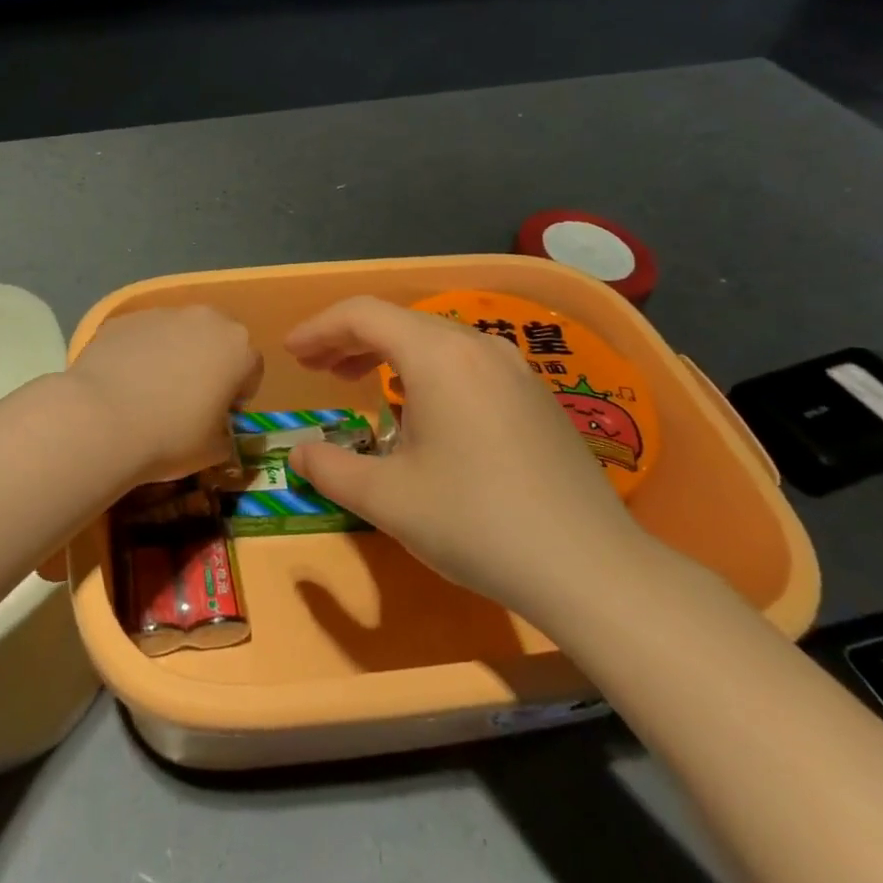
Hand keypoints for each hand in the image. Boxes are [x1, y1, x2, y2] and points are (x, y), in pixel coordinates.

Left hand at [67, 306, 262, 481]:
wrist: (101, 420)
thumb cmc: (170, 437)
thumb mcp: (214, 450)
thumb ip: (225, 434)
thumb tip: (217, 431)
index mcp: (237, 347)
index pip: (251, 369)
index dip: (237, 395)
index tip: (219, 418)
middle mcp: (204, 319)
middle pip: (215, 341)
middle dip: (207, 365)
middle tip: (188, 401)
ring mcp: (161, 314)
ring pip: (177, 334)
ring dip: (172, 356)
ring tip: (149, 392)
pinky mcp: (124, 318)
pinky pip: (142, 336)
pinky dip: (139, 353)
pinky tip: (123, 384)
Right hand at [284, 296, 652, 616]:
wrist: (591, 567)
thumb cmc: (477, 523)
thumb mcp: (387, 499)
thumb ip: (330, 468)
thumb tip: (299, 453)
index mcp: (437, 356)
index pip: (363, 315)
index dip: (319, 328)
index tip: (291, 353)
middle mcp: (477, 346)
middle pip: (398, 321)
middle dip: (348, 339)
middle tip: (316, 368)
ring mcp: (514, 368)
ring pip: (434, 339)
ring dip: (387, 352)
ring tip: (358, 381)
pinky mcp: (535, 394)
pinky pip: (465, 361)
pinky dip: (425, 369)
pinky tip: (419, 408)